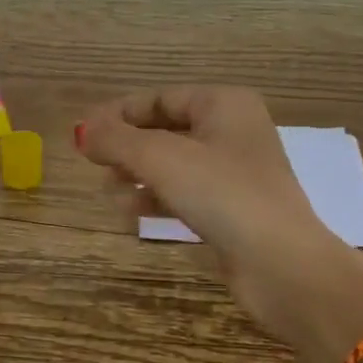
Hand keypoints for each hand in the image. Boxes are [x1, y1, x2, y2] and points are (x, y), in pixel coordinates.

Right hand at [76, 87, 362, 362]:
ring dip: (138, 175)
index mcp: (224, 104)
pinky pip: (187, 194)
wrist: (281, 264)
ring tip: (108, 191)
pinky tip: (131, 213)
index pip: (161, 98)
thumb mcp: (160, 158)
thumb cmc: (222, 194)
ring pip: (174, 165)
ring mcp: (236, 174)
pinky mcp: (234, 211)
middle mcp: (234, 132)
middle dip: (128, 147)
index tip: (84, 133)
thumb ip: (116, 140)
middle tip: (93, 164)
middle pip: (166, 130)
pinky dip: (158, 199)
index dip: (120, 113)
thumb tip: (81, 131)